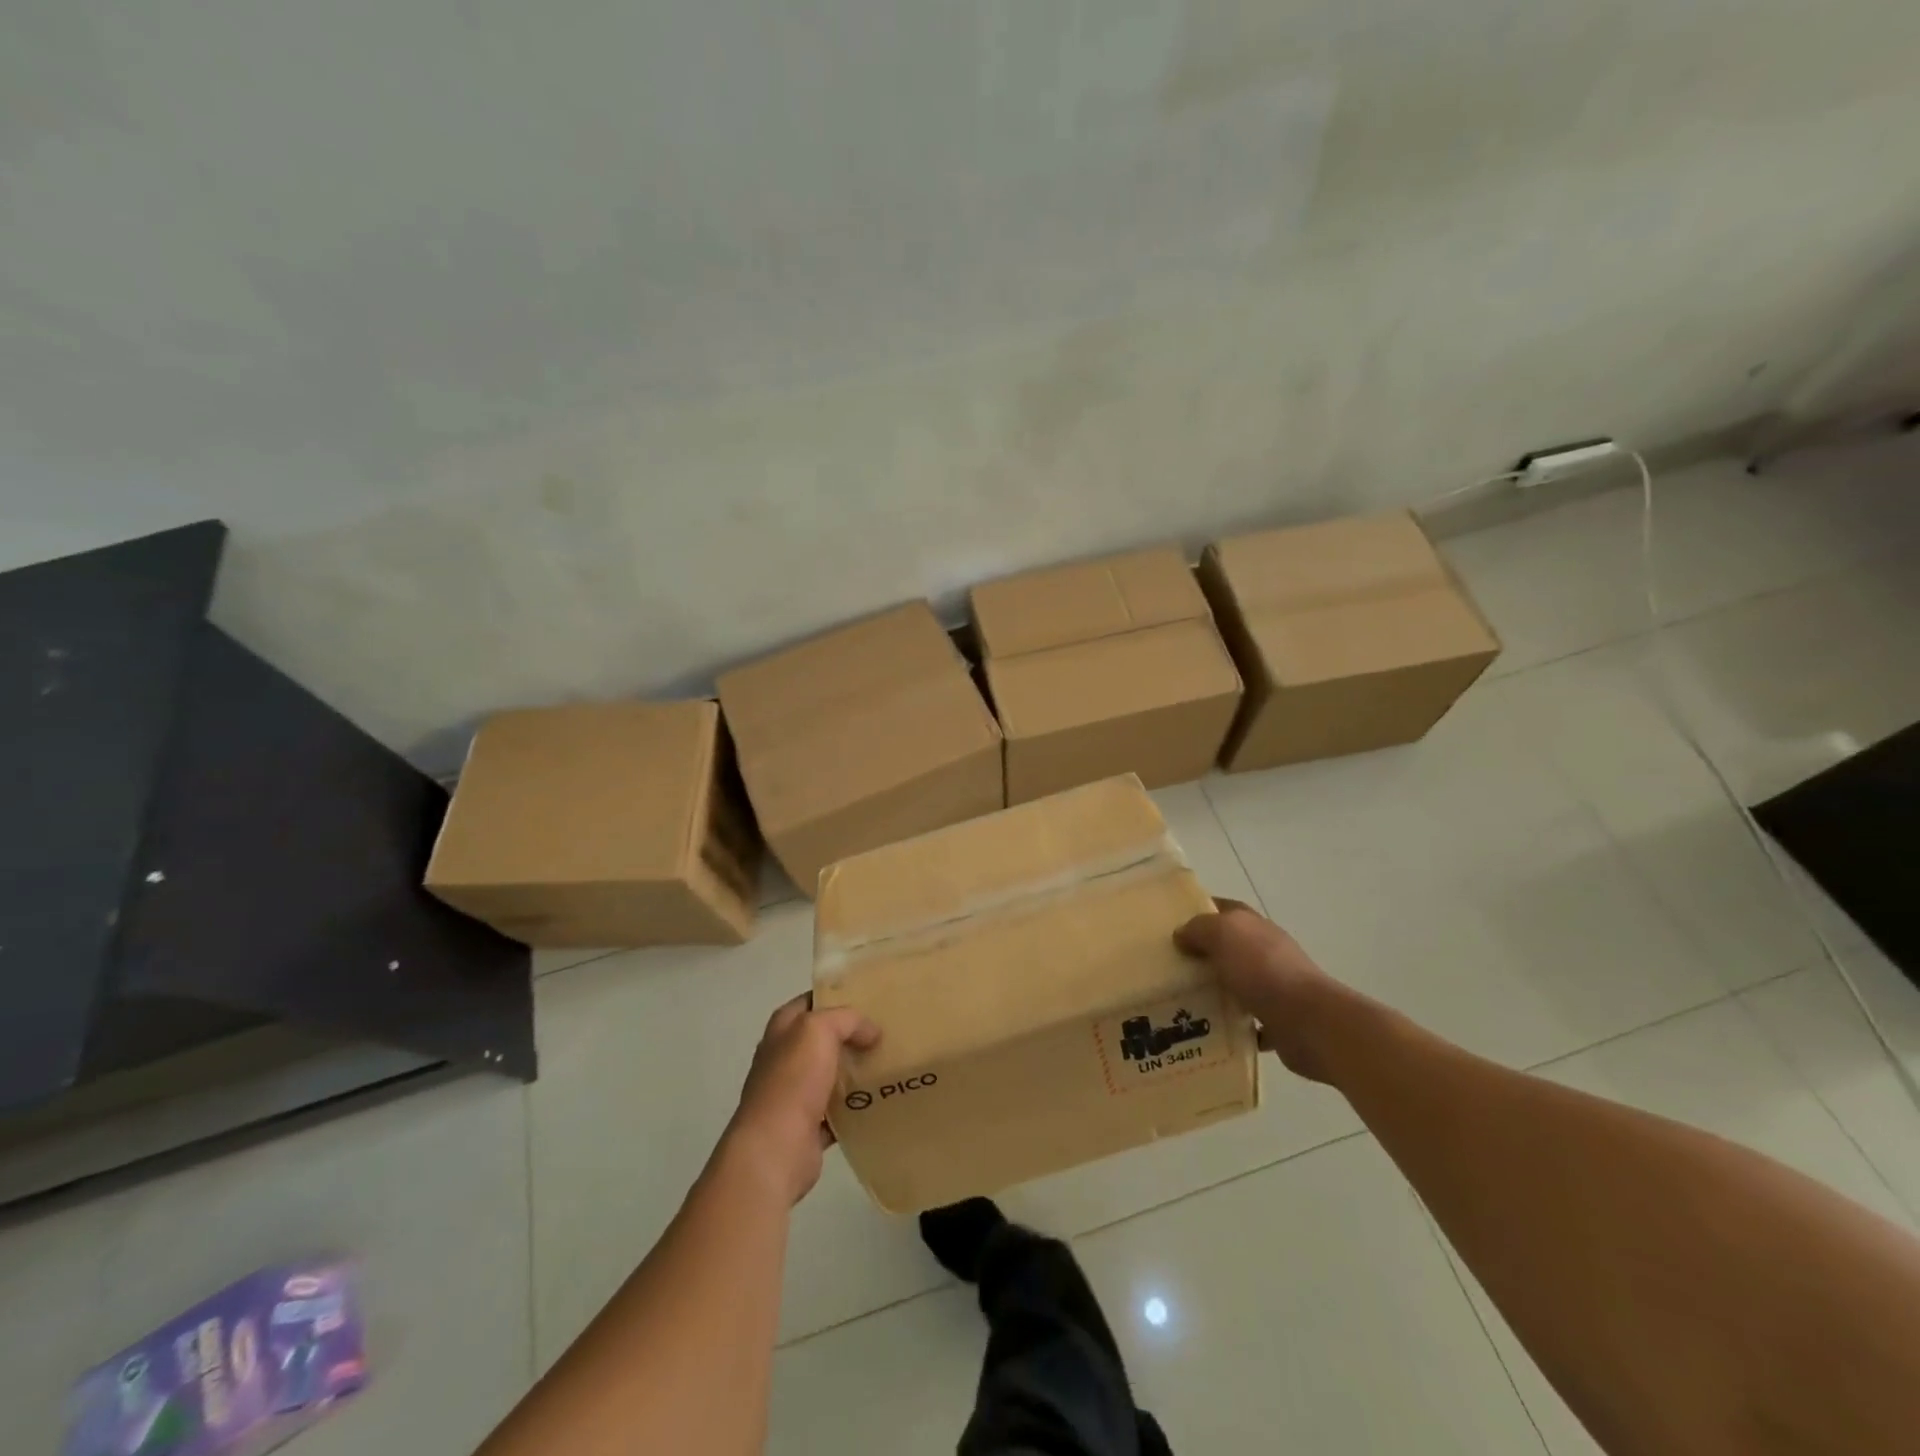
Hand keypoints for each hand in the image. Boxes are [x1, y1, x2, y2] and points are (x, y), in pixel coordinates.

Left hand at [725, 995, 879, 1204]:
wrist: (775, 1149)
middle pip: (822, 1039)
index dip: (836, 996)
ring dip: (855, 1071)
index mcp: (782, 1029)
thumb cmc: (793, 1080)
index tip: (870, 998)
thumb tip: (871, 1032)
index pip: (811, 1001)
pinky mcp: (807, 1126)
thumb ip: (848, 1020)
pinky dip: (855, 1107)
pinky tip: (879, 1100)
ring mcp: (794, 1094)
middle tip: (886, 1031)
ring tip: (889, 1063)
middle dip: (851, 1035)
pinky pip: (837, 1111)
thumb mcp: (820, 1030)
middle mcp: (784, 1058)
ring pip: (831, 1074)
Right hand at [1174, 899, 1347, 1083]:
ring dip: (1216, 990)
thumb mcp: (1223, 934)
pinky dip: (1232, 1025)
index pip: (1225, 908)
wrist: (1309, 1022)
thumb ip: (1199, 928)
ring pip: (1238, 983)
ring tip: (1182, 1000)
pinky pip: (1249, 1022)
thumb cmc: (1263, 969)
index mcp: (1254, 926)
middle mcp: (1266, 952)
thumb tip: (1182, 934)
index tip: (1172, 923)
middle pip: (1230, 947)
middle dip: (1203, 954)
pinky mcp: (1279, 1021)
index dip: (1201, 911)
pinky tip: (1210, 1031)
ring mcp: (1275, 986)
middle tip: (1170, 966)